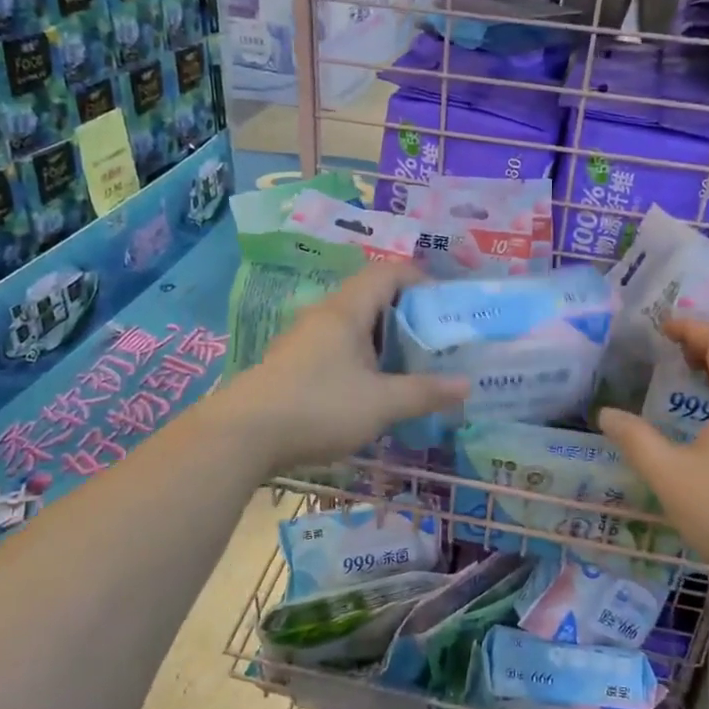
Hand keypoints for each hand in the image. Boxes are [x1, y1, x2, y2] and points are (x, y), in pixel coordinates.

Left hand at [218, 260, 466, 477]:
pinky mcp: (293, 365)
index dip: (422, 281)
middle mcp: (325, 316)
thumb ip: (425, 392)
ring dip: (385, 342)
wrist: (242, 436)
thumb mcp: (382, 404)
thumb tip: (466, 384)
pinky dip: (363, 360)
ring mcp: (305, 340)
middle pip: (373, 298)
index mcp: (347, 310)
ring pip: (354, 327)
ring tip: (411, 368)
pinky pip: (338, 349)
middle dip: (408, 317)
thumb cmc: (319, 408)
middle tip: (436, 343)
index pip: (389, 272)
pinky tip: (373, 390)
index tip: (446, 308)